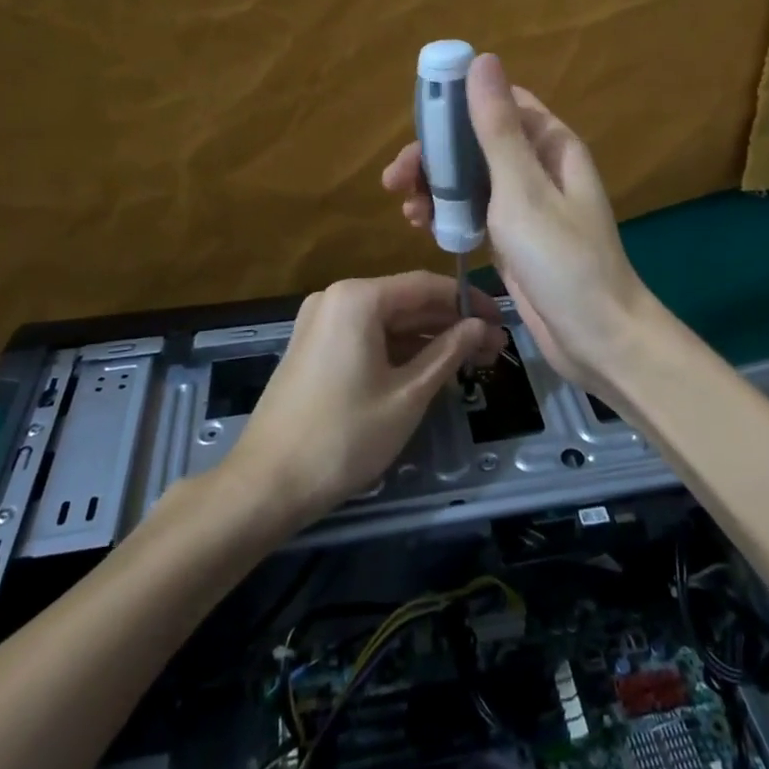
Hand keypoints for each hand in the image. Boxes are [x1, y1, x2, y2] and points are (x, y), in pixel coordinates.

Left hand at [228, 272, 503, 524]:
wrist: (267, 483)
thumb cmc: (345, 435)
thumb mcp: (408, 394)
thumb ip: (448, 352)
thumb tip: (480, 326)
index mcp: (358, 298)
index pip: (426, 286)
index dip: (468, 301)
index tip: (501, 321)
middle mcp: (337, 299)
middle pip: (407, 302)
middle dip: (451, 324)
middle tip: (493, 349)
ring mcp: (321, 323)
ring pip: (388, 322)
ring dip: (429, 339)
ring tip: (471, 361)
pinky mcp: (314, 348)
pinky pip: (367, 337)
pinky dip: (400, 350)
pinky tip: (431, 369)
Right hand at [381, 54, 654, 400]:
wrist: (595, 336)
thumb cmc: (562, 258)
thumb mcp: (523, 190)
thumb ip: (497, 128)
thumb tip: (482, 60)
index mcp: (549, 144)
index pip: (500, 103)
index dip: (458, 104)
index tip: (420, 121)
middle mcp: (536, 167)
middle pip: (475, 143)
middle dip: (435, 156)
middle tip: (395, 179)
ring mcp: (523, 204)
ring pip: (469, 179)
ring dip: (435, 187)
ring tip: (406, 211)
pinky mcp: (510, 237)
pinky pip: (472, 211)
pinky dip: (447, 214)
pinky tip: (421, 226)